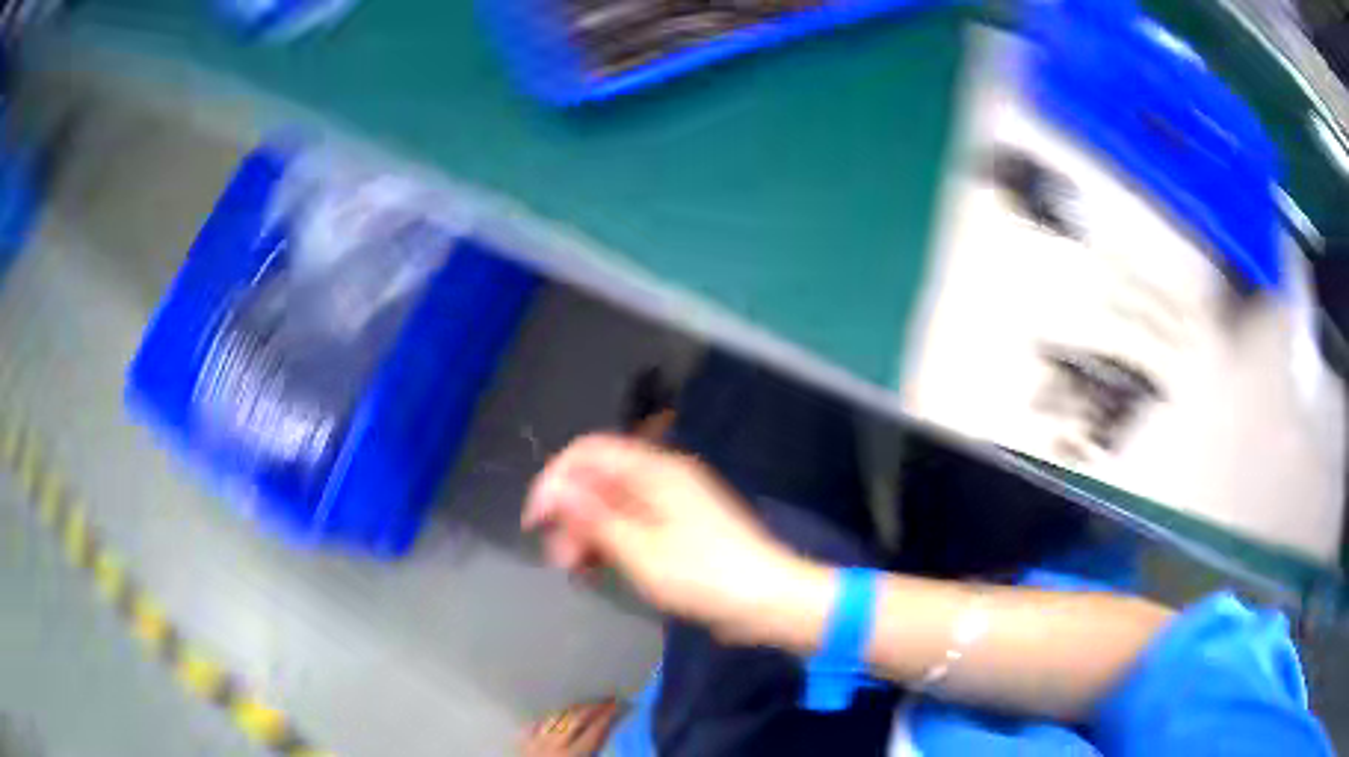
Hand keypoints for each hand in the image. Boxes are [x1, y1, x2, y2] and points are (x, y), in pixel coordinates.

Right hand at [522, 434, 829, 644]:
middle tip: (559, 558)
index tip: (536, 520)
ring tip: (576, 571)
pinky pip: (631, 528)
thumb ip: (594, 517)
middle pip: (598, 481)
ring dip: (588, 534)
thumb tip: (554, 490)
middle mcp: (661, 479)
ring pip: (612, 507)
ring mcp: (670, 506)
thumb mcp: (640, 550)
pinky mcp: (676, 532)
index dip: (555, 480)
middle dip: (571, 514)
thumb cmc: (704, 575)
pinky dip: (611, 546)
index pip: (588, 453)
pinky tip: (598, 572)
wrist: (767, 600)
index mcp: (654, 470)